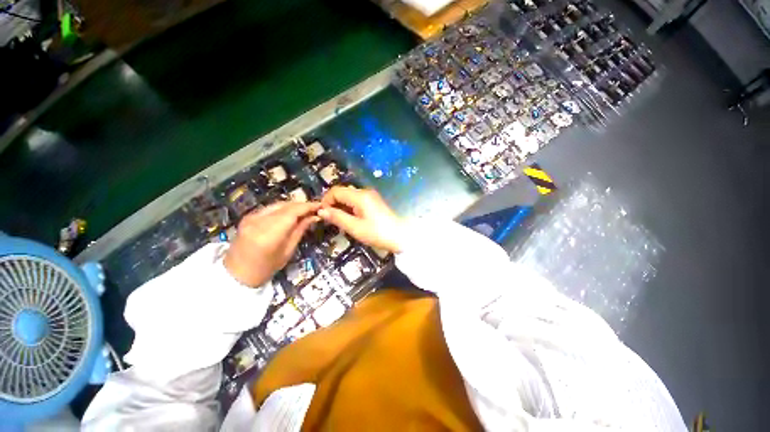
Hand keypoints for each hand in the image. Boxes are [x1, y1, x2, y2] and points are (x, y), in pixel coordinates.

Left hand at [224, 202, 320, 286]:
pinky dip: (283, 208)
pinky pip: (271, 207)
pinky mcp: (248, 216)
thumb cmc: (265, 268)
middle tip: (315, 208)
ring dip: (293, 206)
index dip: (308, 206)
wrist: (236, 273)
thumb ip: (300, 230)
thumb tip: (314, 216)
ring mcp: (251, 217)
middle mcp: (259, 221)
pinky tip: (291, 213)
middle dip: (302, 205)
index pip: (292, 212)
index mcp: (269, 233)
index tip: (320, 206)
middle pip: (285, 205)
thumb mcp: (288, 251)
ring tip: (305, 210)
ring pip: (278, 204)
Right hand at [318, 186, 404, 252]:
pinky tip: (350, 219)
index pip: (336, 191)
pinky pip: (357, 200)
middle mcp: (365, 191)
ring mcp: (370, 196)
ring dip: (341, 206)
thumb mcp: (355, 227)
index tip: (322, 214)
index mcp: (360, 196)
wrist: (400, 237)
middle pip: (343, 192)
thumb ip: (337, 217)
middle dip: (333, 203)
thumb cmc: (377, 233)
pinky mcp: (374, 201)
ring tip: (339, 221)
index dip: (326, 201)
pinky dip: (350, 207)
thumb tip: (321, 211)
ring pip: (349, 196)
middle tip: (330, 219)